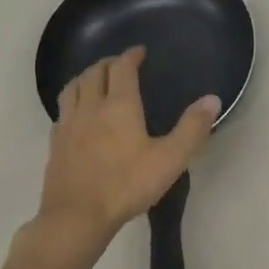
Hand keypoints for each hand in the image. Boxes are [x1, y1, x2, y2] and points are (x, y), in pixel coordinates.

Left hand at [28, 47, 218, 268]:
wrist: (76, 217)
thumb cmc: (127, 185)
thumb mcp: (170, 159)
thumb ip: (192, 128)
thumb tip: (212, 99)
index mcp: (119, 105)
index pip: (122, 68)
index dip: (131, 56)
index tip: (139, 52)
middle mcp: (91, 107)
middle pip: (94, 73)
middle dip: (108, 63)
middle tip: (120, 64)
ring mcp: (68, 125)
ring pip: (73, 87)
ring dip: (86, 77)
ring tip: (95, 79)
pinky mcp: (55, 143)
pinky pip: (62, 110)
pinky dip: (72, 101)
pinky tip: (78, 114)